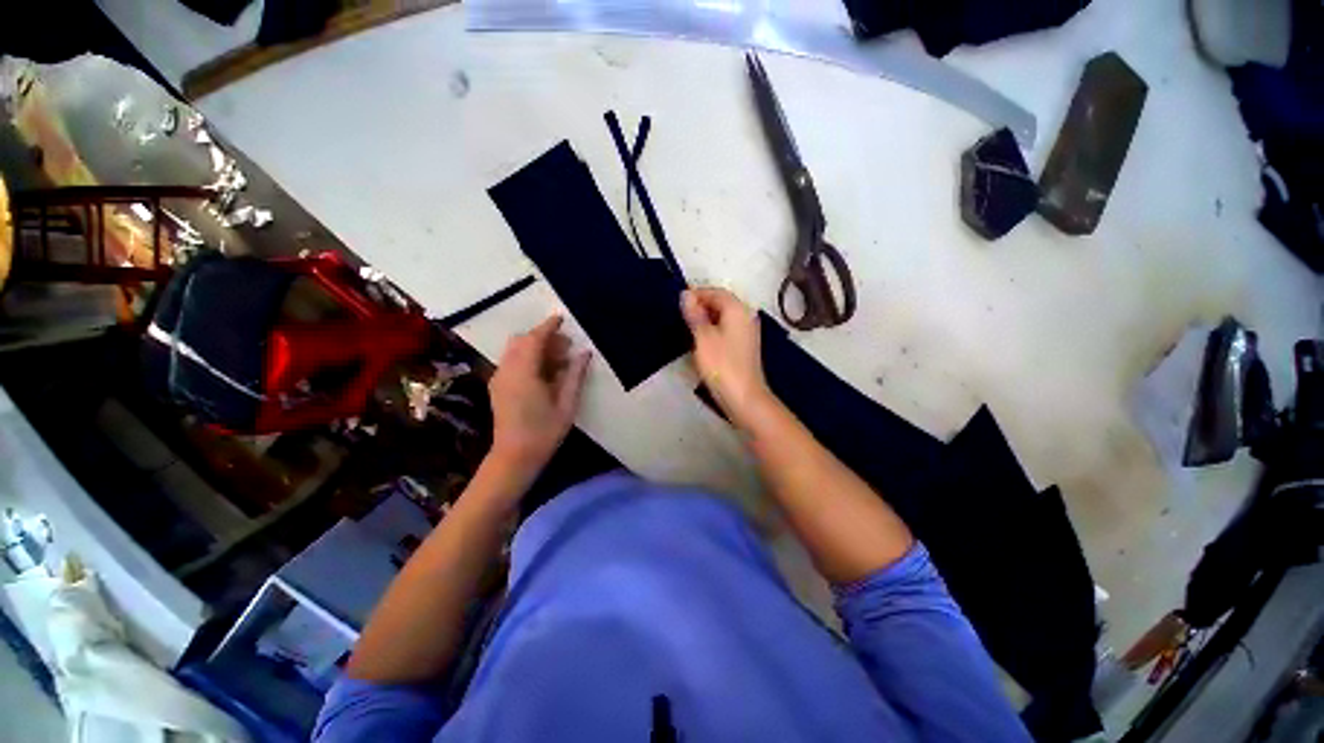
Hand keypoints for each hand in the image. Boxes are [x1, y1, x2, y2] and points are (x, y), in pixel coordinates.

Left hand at [488, 315, 590, 484]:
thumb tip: (584, 353)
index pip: (535, 339)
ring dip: (536, 348)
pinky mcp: (498, 387)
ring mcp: (499, 378)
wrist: (514, 457)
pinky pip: (512, 361)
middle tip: (567, 348)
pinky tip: (545, 373)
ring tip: (559, 361)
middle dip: (544, 337)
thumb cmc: (544, 432)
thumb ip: (575, 375)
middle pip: (522, 341)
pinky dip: (528, 358)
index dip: (548, 327)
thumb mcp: (567, 404)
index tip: (562, 318)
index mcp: (524, 373)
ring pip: (516, 350)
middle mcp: (507, 370)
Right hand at [681, 287, 771, 423]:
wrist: (743, 397)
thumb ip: (695, 314)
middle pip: (721, 303)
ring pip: (723, 317)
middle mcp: (746, 316)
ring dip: (705, 319)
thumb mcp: (703, 337)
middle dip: (700, 306)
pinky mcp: (744, 346)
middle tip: (680, 316)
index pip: (716, 292)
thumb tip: (686, 294)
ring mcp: (747, 332)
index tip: (677, 303)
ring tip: (686, 328)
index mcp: (738, 309)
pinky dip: (713, 330)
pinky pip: (726, 329)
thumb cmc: (722, 365)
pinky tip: (701, 341)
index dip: (696, 294)